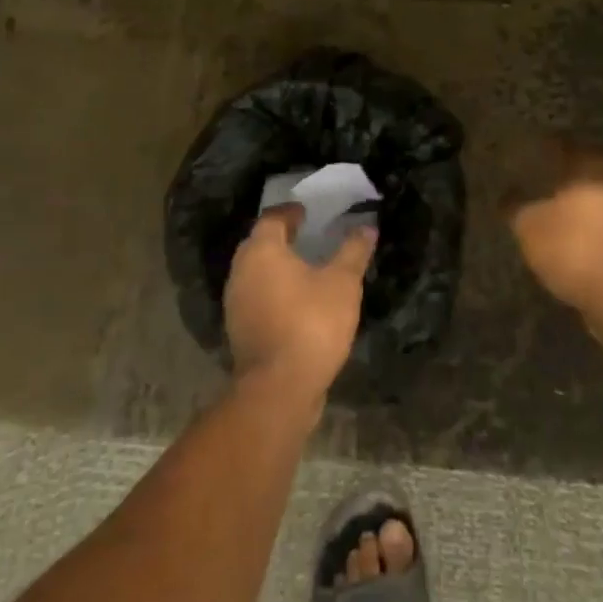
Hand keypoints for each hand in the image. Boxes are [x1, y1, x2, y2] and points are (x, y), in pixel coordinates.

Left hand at [224, 205, 375, 400]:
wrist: (279, 389)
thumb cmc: (311, 323)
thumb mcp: (343, 283)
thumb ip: (353, 252)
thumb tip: (367, 228)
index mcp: (262, 251)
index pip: (272, 219)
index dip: (290, 212)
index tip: (307, 212)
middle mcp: (241, 271)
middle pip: (259, 243)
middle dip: (280, 237)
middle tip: (306, 235)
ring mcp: (235, 302)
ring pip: (255, 272)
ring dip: (275, 266)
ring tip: (304, 268)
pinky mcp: (239, 330)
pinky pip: (256, 297)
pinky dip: (273, 291)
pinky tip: (295, 301)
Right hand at [506, 137, 602, 329]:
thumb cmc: (573, 249)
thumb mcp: (529, 227)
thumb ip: (515, 206)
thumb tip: (506, 194)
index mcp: (592, 168)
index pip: (567, 147)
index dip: (548, 150)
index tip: (532, 156)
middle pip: (589, 173)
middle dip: (568, 179)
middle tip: (544, 186)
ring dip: (585, 207)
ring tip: (560, 218)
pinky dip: (597, 231)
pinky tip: (580, 244)